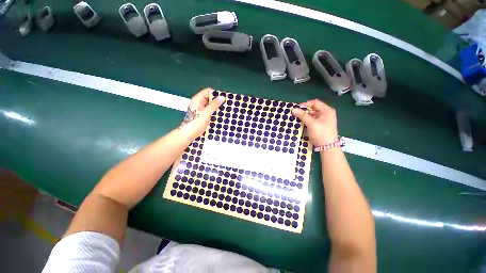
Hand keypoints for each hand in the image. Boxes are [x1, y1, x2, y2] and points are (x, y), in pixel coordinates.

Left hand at [178, 88, 225, 139]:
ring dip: (217, 107)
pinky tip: (220, 115)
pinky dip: (215, 111)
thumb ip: (214, 104)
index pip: (208, 91)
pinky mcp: (203, 115)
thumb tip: (222, 97)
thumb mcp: (206, 113)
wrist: (189, 134)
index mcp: (198, 99)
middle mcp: (199, 103)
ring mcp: (201, 109)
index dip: (215, 94)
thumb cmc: (195, 123)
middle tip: (225, 105)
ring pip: (211, 104)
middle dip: (217, 101)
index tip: (222, 99)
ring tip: (224, 110)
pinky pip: (210, 110)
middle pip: (210, 98)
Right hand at [291, 99, 338, 146]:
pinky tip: (301, 123)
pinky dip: (307, 121)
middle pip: (313, 108)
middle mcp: (326, 113)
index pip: (315, 102)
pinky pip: (312, 120)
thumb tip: (293, 109)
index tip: (297, 109)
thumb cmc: (321, 133)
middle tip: (295, 114)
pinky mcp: (320, 125)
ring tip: (297, 119)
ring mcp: (323, 119)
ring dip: (304, 116)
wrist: (327, 147)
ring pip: (312, 115)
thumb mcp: (311, 123)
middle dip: (304, 111)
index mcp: (327, 110)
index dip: (305, 104)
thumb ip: (302, 115)